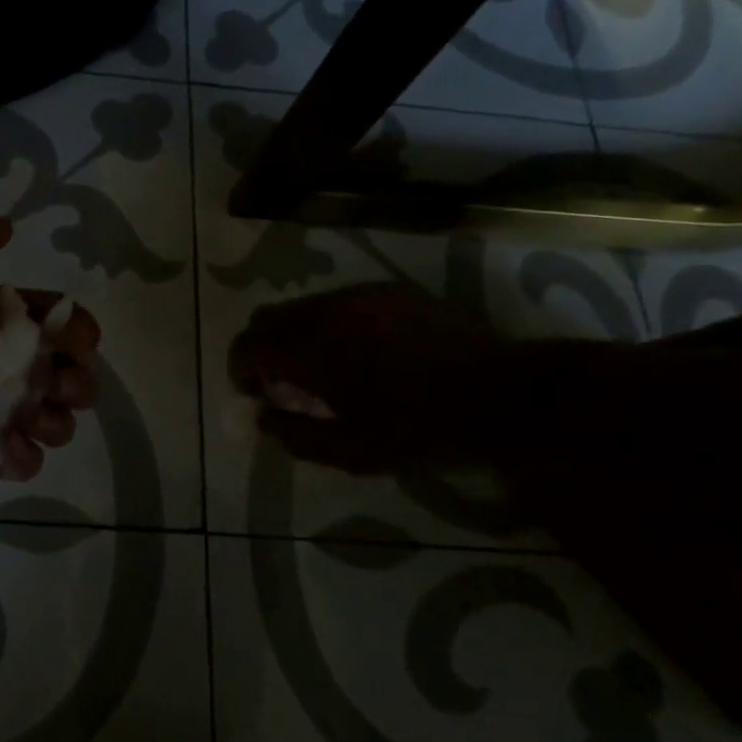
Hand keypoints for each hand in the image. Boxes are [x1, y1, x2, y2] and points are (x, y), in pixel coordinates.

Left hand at [0, 206, 101, 481]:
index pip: (60, 326)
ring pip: (53, 421)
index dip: (80, 334)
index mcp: (0, 321)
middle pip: (68, 377)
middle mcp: (1, 363)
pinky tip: (5, 445)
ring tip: (32, 418)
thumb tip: (7, 230)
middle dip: (78, 383)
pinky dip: (22, 457)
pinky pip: (21, 460)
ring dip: (57, 423)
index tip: (80, 343)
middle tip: (56, 385)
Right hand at [229, 282, 492, 473]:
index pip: (247, 346)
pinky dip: (330, 325)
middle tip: (284, 385)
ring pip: (303, 308)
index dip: (241, 372)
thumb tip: (263, 418)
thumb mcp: (350, 451)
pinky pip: (339, 303)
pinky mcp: (390, 291)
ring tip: (325, 371)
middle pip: (267, 318)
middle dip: (263, 351)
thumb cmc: (418, 427)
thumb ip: (294, 435)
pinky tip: (362, 354)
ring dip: (297, 336)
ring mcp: (360, 294)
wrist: (500, 393)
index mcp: (310, 346)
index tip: (257, 397)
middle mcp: (326, 309)